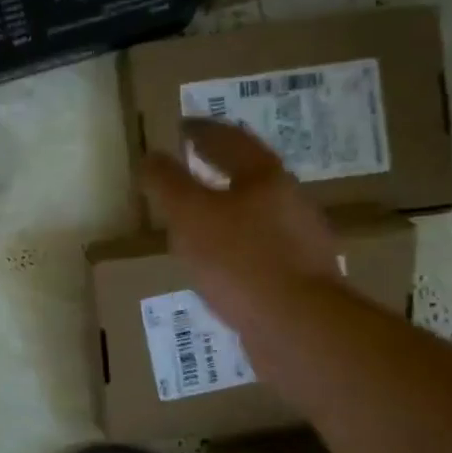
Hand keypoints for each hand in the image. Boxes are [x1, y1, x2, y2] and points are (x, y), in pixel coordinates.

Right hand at [141, 118, 341, 335]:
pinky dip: (237, 246)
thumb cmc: (239, 259)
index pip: (230, 140)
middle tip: (191, 166)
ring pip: (257, 214)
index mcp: (265, 177)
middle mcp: (289, 201)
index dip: (202, 130)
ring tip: (199, 219)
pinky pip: (260, 250)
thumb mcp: (190, 215)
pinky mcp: (300, 277)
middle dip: (220, 168)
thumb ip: (168, 183)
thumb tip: (151, 156)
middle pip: (251, 175)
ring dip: (228, 209)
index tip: (182, 126)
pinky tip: (221, 264)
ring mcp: (300, 241)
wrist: (297, 326)